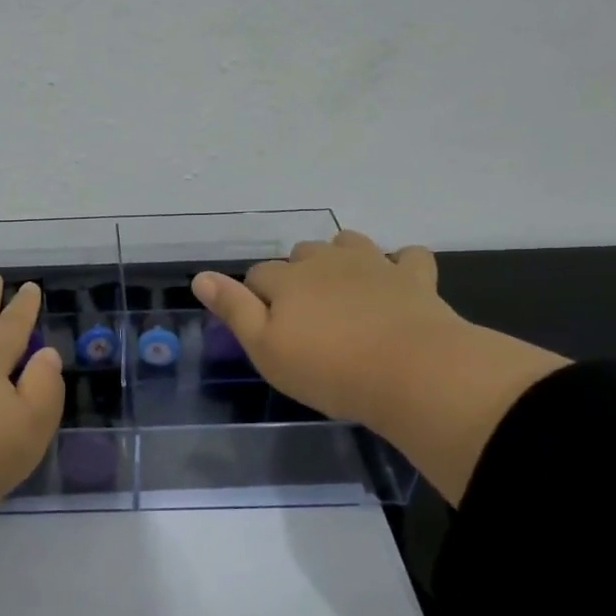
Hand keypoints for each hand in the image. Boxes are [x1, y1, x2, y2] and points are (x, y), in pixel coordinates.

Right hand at [192, 230, 464, 426]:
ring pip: (348, 243)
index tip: (266, 326)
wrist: (413, 372)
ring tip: (342, 289)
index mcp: (287, 279)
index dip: (255, 297)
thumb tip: (200, 277)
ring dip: (340, 258)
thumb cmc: (329, 369)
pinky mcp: (414, 277)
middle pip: (300, 254)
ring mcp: (373, 264)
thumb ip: (234, 309)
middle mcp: (326, 261)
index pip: (257, 275)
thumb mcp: (266, 349)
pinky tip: (396, 281)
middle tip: (304, 315)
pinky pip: (408, 256)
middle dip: (296, 275)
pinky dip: (399, 265)